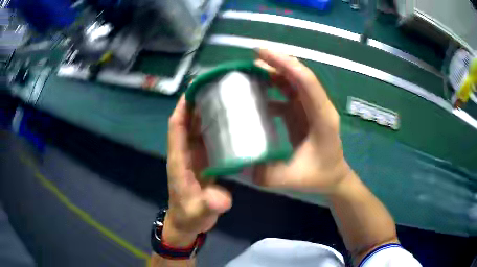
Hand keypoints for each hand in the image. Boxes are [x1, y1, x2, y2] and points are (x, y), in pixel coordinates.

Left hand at [164, 96, 231, 246]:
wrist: (188, 223)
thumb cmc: (189, 215)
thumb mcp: (198, 212)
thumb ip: (208, 206)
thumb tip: (223, 199)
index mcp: (179, 160)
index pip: (176, 128)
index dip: (182, 108)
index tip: (193, 89)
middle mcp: (185, 153)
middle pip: (187, 122)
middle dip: (195, 103)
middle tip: (214, 86)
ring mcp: (194, 156)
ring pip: (196, 128)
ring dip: (205, 112)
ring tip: (223, 96)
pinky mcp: (203, 161)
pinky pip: (206, 138)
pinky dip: (213, 127)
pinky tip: (228, 120)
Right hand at [254, 49, 351, 193]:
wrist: (333, 178)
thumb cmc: (319, 176)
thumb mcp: (291, 179)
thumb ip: (265, 173)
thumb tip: (238, 161)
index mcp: (322, 117)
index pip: (306, 82)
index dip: (285, 64)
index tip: (262, 52)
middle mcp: (319, 106)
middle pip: (300, 76)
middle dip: (278, 62)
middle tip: (252, 55)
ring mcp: (311, 108)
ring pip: (293, 81)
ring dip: (274, 71)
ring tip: (250, 69)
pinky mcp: (303, 112)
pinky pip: (288, 93)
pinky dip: (273, 87)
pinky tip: (256, 90)